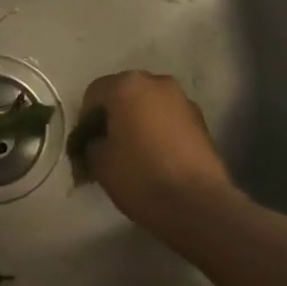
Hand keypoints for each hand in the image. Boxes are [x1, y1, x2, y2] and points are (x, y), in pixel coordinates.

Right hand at [77, 71, 237, 231]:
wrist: (196, 203)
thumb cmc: (140, 176)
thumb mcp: (99, 163)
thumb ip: (91, 143)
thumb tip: (97, 142)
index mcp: (127, 86)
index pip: (94, 93)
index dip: (85, 119)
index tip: (85, 144)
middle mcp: (157, 82)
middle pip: (124, 94)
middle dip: (114, 116)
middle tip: (108, 146)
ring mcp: (183, 100)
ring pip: (149, 105)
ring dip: (138, 122)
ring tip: (134, 153)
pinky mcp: (201, 120)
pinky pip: (169, 118)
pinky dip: (159, 130)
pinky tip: (157, 157)